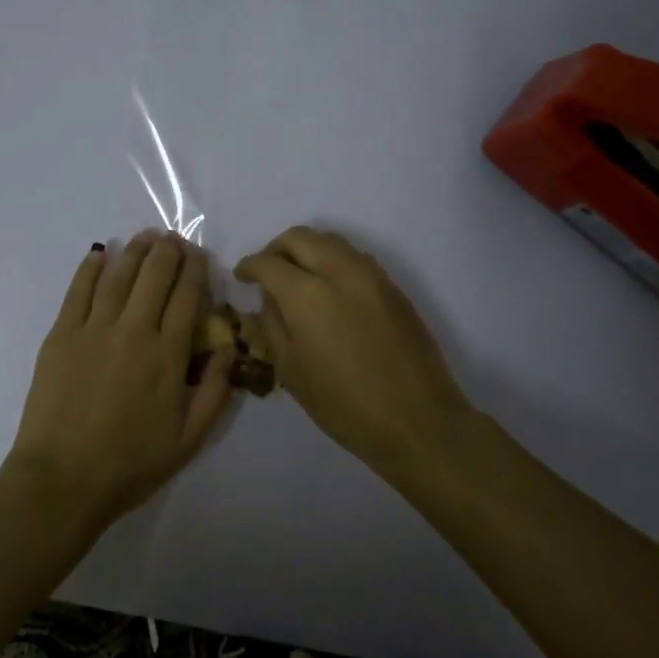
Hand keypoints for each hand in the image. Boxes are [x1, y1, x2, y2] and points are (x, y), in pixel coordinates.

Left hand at [1, 232, 234, 536]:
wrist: (63, 478)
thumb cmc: (130, 463)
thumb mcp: (190, 438)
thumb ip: (216, 391)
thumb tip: (228, 348)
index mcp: (168, 354)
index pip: (186, 297)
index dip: (195, 271)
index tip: (198, 255)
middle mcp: (133, 330)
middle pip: (154, 277)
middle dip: (168, 252)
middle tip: (174, 239)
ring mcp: (93, 328)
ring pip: (119, 275)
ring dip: (135, 251)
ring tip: (145, 236)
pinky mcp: (61, 334)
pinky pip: (79, 290)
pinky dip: (91, 268)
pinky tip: (99, 254)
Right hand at [235, 226, 474, 476]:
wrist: (417, 420)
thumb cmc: (343, 404)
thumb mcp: (291, 370)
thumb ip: (272, 324)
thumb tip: (268, 298)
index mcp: (306, 295)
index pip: (267, 263)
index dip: (249, 266)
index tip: (242, 277)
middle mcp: (338, 272)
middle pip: (299, 237)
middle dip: (276, 249)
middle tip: (268, 272)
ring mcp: (370, 275)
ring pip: (330, 240)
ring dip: (307, 249)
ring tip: (298, 277)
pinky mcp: (392, 286)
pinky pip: (354, 257)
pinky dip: (333, 260)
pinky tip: (330, 288)